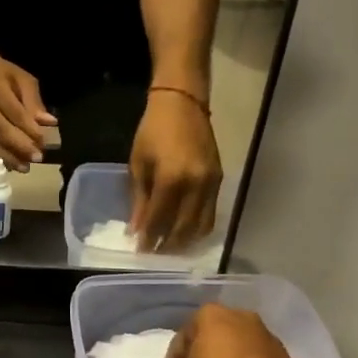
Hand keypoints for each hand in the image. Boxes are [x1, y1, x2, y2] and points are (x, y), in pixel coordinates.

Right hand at [0, 47, 56, 171]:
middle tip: (37, 158)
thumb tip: (49, 123)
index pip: (14, 112)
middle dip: (20, 147)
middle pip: (0, 130)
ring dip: (6, 157)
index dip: (29, 129)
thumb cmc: (2, 74)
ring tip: (23, 167)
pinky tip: (6, 166)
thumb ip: (34, 101)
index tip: (43, 142)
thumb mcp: (22, 79)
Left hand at [129, 89, 222, 250]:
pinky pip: (211, 214)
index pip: (159, 219)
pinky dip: (198, 228)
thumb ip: (140, 198)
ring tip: (169, 247)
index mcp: (171, 179)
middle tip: (154, 253)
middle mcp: (196, 185)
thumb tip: (137, 229)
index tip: (140, 251)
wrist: (183, 104)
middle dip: (167, 244)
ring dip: (185, 241)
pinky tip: (186, 232)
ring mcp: (212, 184)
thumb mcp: (139, 163)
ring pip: (201, 225)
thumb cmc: (153, 130)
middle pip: (183, 228)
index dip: (149, 238)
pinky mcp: (220, 180)